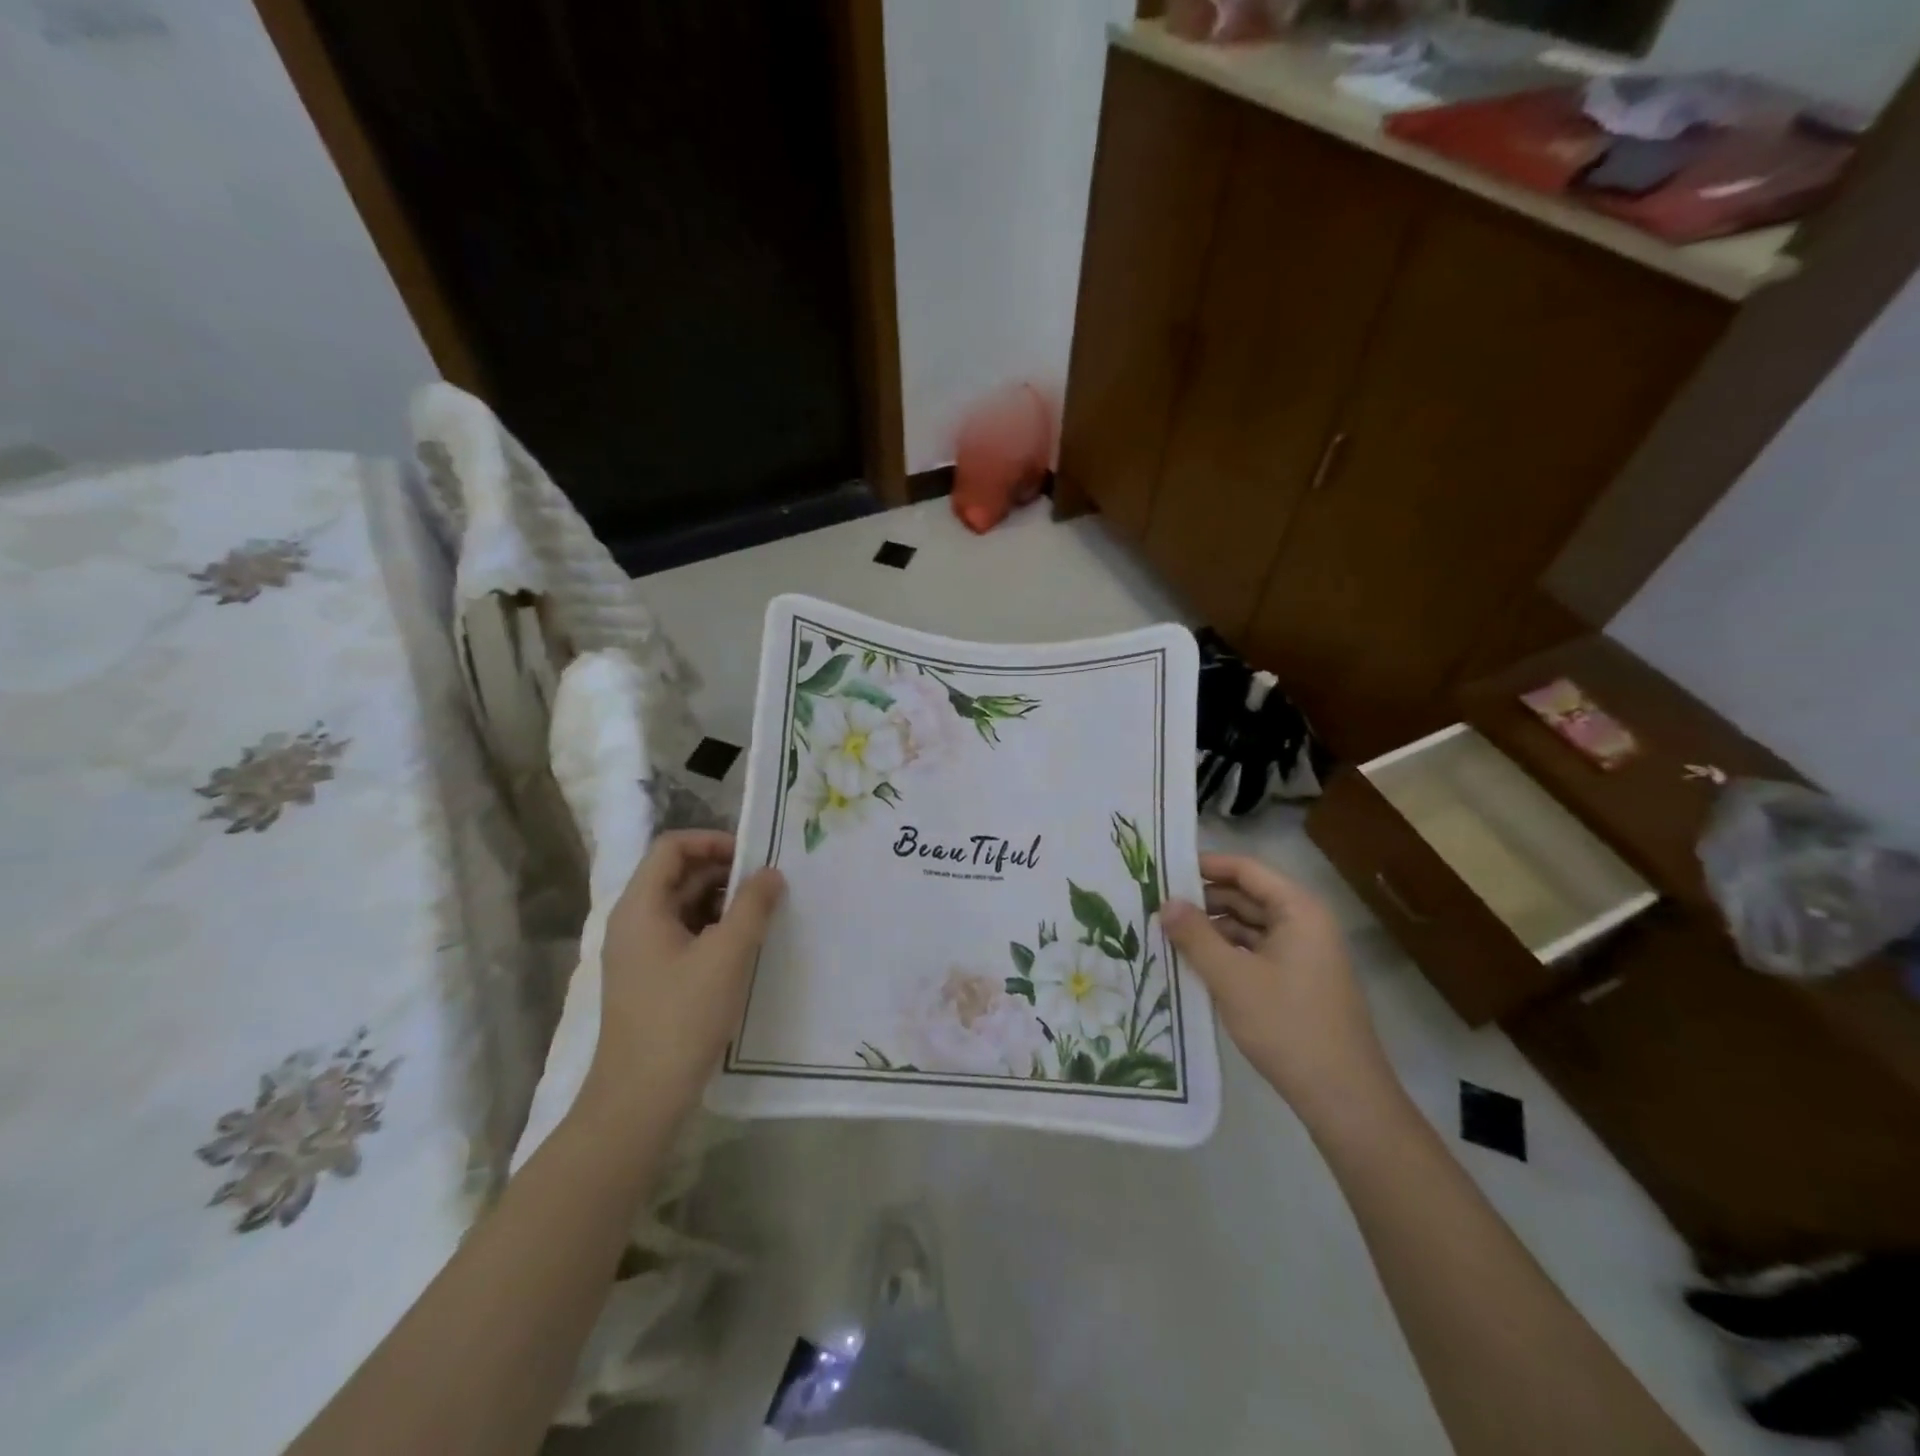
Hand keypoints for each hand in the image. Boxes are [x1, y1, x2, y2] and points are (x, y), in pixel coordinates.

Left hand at [584, 831, 785, 1124]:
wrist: (640, 1098)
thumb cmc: (682, 1017)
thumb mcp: (727, 955)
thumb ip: (752, 906)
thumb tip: (771, 873)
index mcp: (641, 906)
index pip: (672, 847)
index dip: (712, 841)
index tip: (753, 856)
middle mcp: (634, 921)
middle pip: (678, 874)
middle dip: (724, 872)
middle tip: (768, 884)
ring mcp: (640, 952)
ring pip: (684, 906)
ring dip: (722, 902)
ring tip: (764, 913)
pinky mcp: (652, 978)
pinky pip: (684, 935)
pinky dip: (714, 929)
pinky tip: (745, 946)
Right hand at [1163, 854, 1392, 1121]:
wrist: (1343, 1098)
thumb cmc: (1288, 1026)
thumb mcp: (1232, 978)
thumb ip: (1195, 936)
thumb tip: (1165, 903)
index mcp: (1298, 910)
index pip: (1246, 870)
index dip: (1205, 865)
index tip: (1163, 869)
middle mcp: (1304, 923)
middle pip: (1247, 895)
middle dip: (1203, 899)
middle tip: (1155, 903)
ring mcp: (1303, 954)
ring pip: (1249, 926)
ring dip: (1211, 928)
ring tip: (1166, 932)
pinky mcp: (1297, 981)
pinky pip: (1255, 951)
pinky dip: (1226, 952)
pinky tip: (1193, 962)